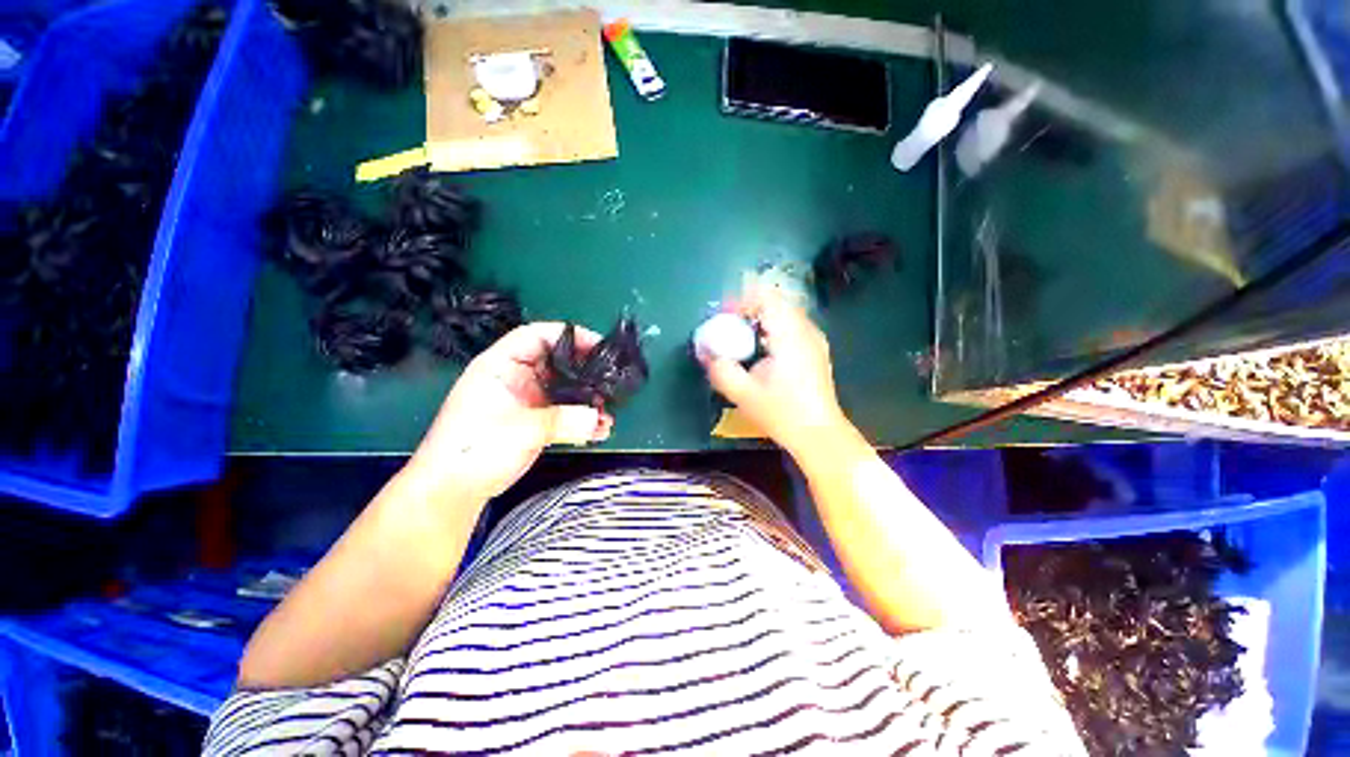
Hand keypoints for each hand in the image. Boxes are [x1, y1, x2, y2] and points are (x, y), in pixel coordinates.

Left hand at [407, 322, 612, 501]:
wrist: (453, 491)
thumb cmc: (475, 450)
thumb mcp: (522, 430)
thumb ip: (564, 421)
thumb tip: (598, 418)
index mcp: (502, 366)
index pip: (537, 335)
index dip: (569, 335)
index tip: (598, 346)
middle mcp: (516, 378)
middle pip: (557, 362)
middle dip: (585, 370)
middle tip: (611, 380)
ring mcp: (526, 400)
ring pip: (564, 389)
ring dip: (587, 399)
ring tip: (606, 412)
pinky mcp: (534, 420)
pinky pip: (564, 411)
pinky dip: (582, 418)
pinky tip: (598, 430)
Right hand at [700, 291, 848, 455]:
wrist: (819, 434)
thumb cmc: (782, 413)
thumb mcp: (743, 393)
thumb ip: (720, 369)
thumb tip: (704, 352)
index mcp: (789, 335)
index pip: (766, 297)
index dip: (741, 299)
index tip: (724, 315)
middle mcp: (805, 330)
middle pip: (775, 302)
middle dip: (749, 308)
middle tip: (728, 325)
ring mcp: (815, 339)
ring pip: (784, 313)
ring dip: (761, 318)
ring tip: (742, 337)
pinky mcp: (816, 350)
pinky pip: (792, 325)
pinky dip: (773, 328)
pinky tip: (762, 350)